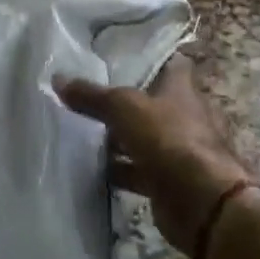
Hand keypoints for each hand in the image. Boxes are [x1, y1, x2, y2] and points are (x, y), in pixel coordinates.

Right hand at [54, 62, 251, 256]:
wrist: (201, 201)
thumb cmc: (168, 138)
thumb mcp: (124, 108)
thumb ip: (92, 96)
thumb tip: (57, 78)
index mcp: (181, 86)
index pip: (168, 62)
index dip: (147, 58)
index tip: (118, 57)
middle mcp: (183, 114)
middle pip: (151, 101)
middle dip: (125, 101)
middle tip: (89, 96)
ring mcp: (178, 149)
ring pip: (144, 137)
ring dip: (120, 138)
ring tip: (84, 132)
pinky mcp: (169, 180)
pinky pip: (139, 170)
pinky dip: (121, 170)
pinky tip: (95, 170)